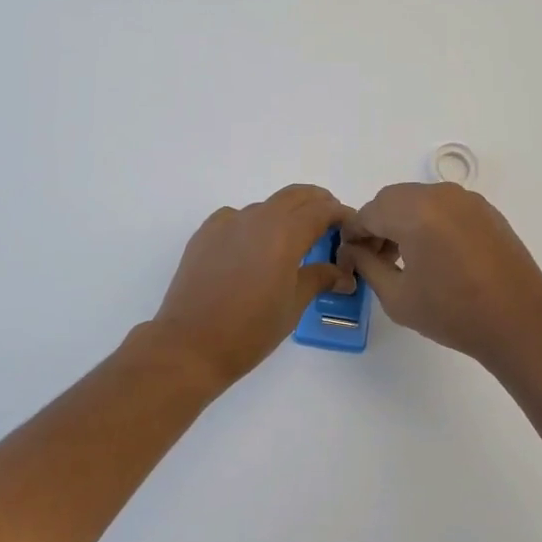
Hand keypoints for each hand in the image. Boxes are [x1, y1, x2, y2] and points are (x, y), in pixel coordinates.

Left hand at [150, 184, 354, 384]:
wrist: (190, 345)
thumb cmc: (250, 330)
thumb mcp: (293, 305)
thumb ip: (319, 278)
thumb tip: (342, 274)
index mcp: (284, 233)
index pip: (321, 209)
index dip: (340, 214)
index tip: (350, 226)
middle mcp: (256, 218)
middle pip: (294, 196)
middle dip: (316, 204)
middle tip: (329, 225)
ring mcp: (227, 222)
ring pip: (266, 206)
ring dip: (285, 215)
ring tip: (292, 243)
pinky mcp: (205, 233)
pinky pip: (238, 218)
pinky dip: (254, 225)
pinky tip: (254, 250)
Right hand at [341, 183, 541, 373]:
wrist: (520, 322)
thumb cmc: (453, 313)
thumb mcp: (397, 296)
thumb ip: (367, 266)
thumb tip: (353, 250)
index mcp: (414, 212)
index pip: (368, 213)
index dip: (354, 235)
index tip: (350, 260)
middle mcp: (439, 194)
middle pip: (392, 200)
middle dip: (377, 225)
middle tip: (375, 260)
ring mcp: (466, 199)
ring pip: (418, 199)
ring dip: (402, 221)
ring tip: (404, 259)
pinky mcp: (485, 210)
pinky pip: (443, 206)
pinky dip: (429, 221)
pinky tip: (434, 254)